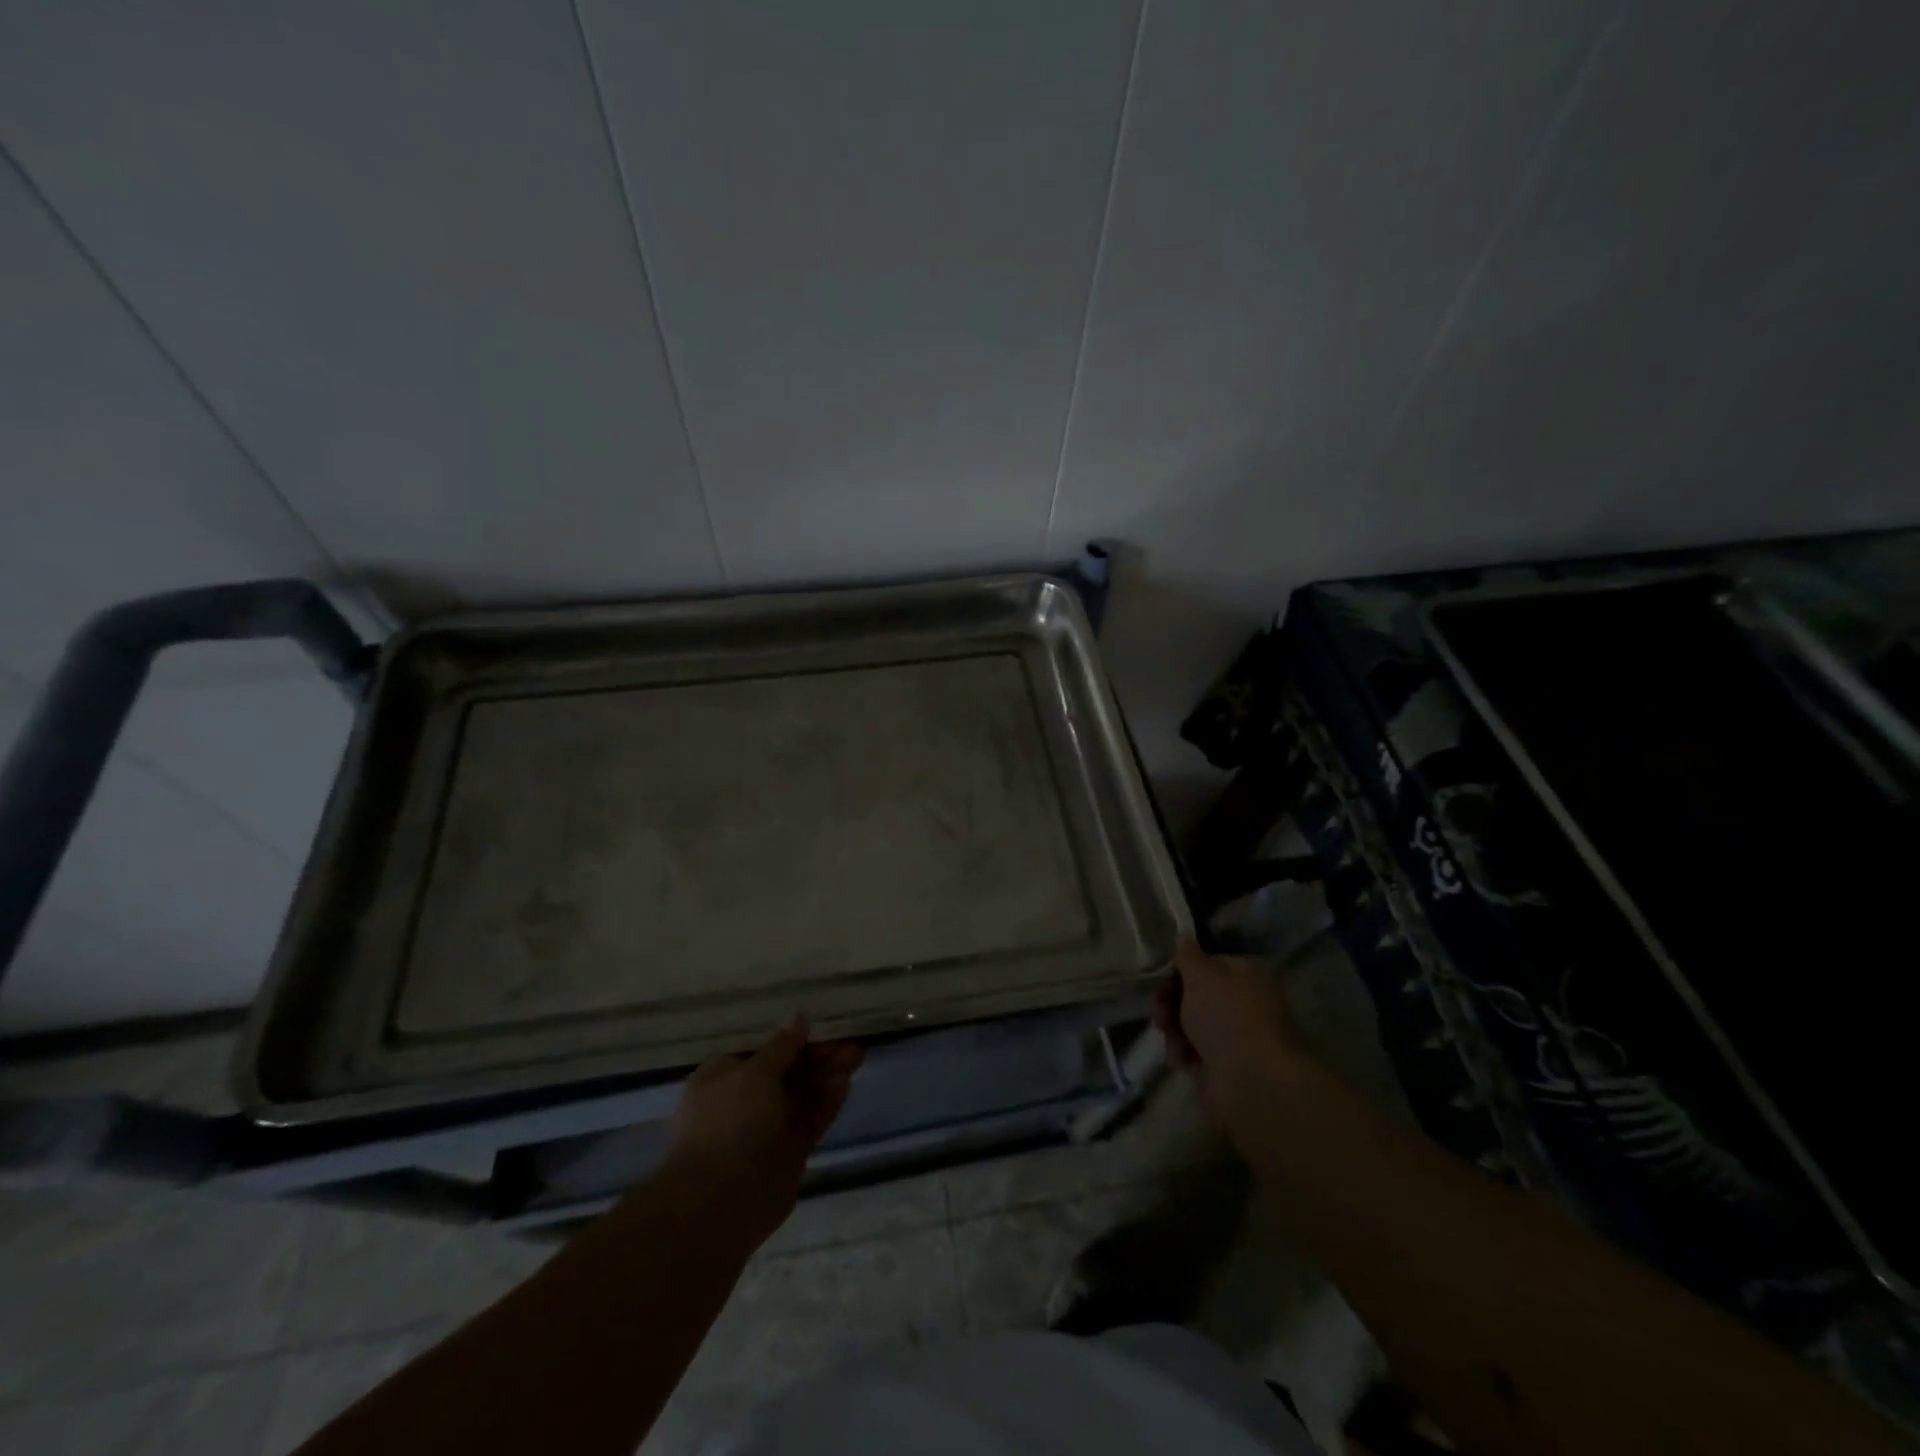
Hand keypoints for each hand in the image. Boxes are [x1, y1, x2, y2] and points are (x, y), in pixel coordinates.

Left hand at [663, 1017, 862, 1245]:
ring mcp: (767, 1129)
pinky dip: (827, 1101)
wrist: (719, 1201)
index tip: (822, 1027)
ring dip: (828, 1075)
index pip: (763, 1051)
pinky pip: (810, 1120)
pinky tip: (845, 1082)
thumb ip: (782, 1046)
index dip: (793, 1039)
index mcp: (724, 1078)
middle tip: (850, 1041)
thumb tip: (799, 1016)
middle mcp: (744, 1102)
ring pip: (803, 1095)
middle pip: (788, 1072)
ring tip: (857, 1054)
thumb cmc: (729, 1122)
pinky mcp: (788, 1154)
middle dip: (818, 1056)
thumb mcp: (755, 1072)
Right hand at [1153, 939, 1305, 1129]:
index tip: (1162, 978)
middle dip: (1171, 1000)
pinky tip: (1181, 1057)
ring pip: (1191, 1023)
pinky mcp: (1224, 1065)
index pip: (1209, 964)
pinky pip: (1194, 1050)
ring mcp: (1236, 1036)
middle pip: (1197, 995)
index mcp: (1248, 974)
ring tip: (1167, 1033)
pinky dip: (1183, 1052)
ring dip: (1173, 1026)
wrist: (1249, 1081)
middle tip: (1159, 1008)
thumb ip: (1187, 955)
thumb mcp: (1201, 975)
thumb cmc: (1226, 1016)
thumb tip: (1184, 935)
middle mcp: (1246, 1003)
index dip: (1182, 970)